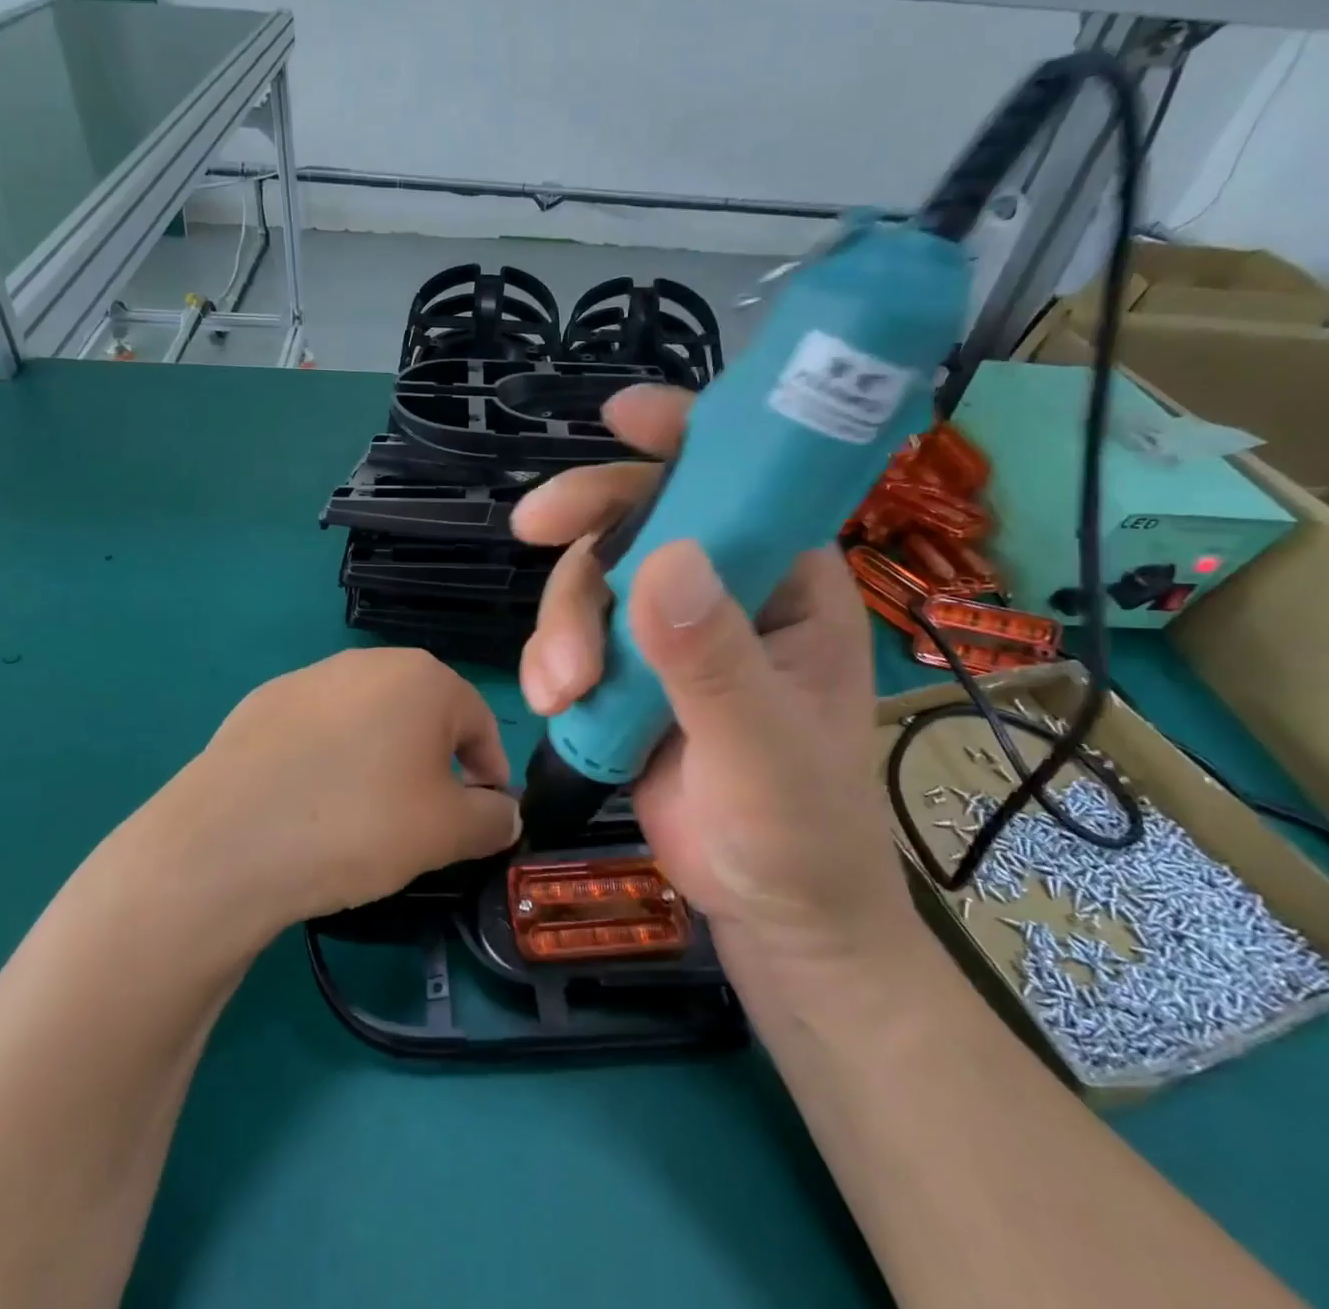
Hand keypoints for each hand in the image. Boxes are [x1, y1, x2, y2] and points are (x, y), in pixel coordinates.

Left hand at [146, 649, 520, 935]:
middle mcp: (367, 663)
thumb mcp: (448, 832)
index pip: (479, 722)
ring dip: (381, 760)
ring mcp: (308, 678)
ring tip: (365, 815)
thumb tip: (504, 813)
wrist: (229, 841)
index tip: (482, 815)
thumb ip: (492, 818)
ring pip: (368, 721)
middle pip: (422, 715)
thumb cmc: (360, 824)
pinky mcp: (260, 703)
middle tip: (426, 818)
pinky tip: (310, 804)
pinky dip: (330, 761)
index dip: (490, 771)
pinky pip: (317, 732)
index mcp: (423, 678)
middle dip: (435, 763)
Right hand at [512, 385, 920, 972]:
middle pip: (638, 518)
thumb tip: (660, 561)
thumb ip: (712, 662)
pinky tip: (556, 703)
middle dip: (584, 532)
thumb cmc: (799, 829)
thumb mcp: (761, 748)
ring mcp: (667, 630)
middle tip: (529, 532)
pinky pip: (569, 635)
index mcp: (786, 580)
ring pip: (590, 579)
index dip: (685, 435)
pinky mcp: (626, 671)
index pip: (741, 478)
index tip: (619, 418)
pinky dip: (549, 659)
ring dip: (560, 622)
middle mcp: (725, 588)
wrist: (769, 910)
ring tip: (562, 690)